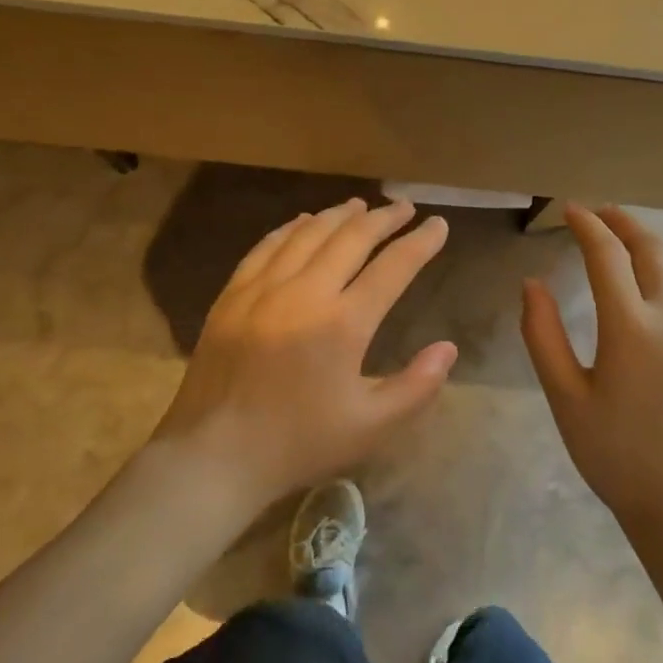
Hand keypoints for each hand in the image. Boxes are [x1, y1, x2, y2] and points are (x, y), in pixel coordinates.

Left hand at [153, 197, 457, 506]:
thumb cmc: (298, 443)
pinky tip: (303, 222)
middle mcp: (304, 292)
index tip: (438, 225)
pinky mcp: (232, 295)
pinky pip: (266, 247)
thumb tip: (448, 348)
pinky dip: (291, 228)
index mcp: (343, 323)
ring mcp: (262, 289)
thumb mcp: (371, 427)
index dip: (420, 243)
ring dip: (339, 215)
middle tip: (404, 207)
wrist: (213, 456)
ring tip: (361, 206)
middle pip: (351, 238)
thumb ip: (417, 386)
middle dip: (383, 219)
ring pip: (308, 234)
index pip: (393, 268)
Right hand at [522, 204, 662, 525]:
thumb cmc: (614, 452)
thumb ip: (543, 335)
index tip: (569, 210)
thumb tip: (533, 284)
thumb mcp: (565, 397)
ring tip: (627, 238)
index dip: (586, 225)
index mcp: (631, 327)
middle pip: (651, 247)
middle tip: (597, 213)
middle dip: (622, 222)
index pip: (607, 256)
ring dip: (652, 240)